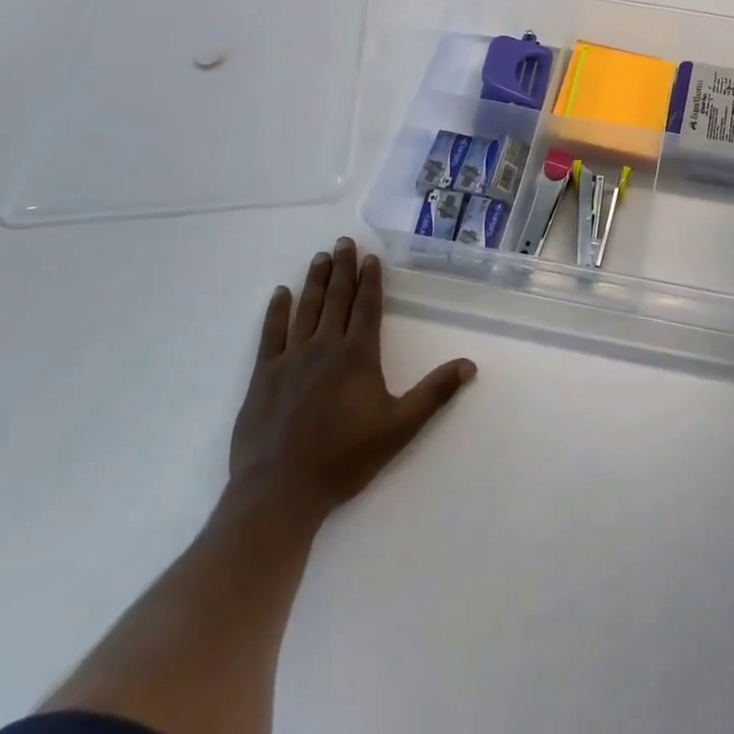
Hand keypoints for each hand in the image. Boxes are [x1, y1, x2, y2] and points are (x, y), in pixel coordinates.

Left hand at [226, 237, 475, 530]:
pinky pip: (271, 334)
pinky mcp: (263, 376)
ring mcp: (290, 359)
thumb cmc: (344, 459)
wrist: (280, 491)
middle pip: (336, 299)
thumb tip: (470, 364)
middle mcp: (324, 347)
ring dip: (314, 281)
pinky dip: (276, 311)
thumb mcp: (399, 428)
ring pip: (306, 309)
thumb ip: (434, 393)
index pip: (367, 307)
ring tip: (320, 257)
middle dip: (342, 269)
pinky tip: (280, 294)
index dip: (370, 281)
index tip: (371, 257)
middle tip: (343, 242)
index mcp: (357, 355)